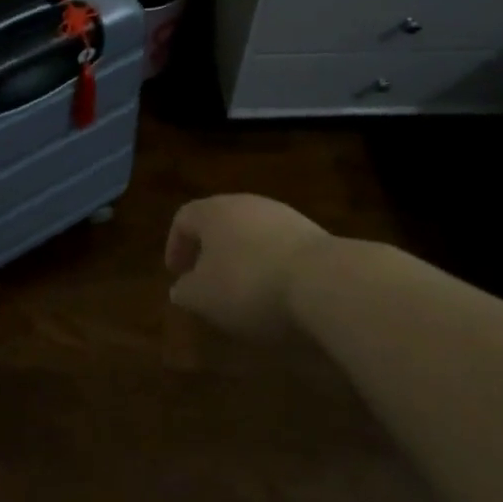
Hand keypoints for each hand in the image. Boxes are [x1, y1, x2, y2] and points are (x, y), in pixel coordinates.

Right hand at [165, 194, 330, 339]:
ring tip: (245, 293)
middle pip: (220, 223)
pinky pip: (282, 249)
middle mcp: (246, 204)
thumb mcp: (204, 297)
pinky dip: (273, 268)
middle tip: (208, 281)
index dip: (176, 246)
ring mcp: (284, 217)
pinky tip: (279, 295)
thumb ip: (186, 291)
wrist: (326, 282)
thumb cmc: (249, 285)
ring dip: (244, 259)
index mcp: (213, 211)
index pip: (184, 218)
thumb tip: (180, 288)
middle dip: (211, 252)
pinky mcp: (315, 236)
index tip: (176, 274)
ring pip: (253, 235)